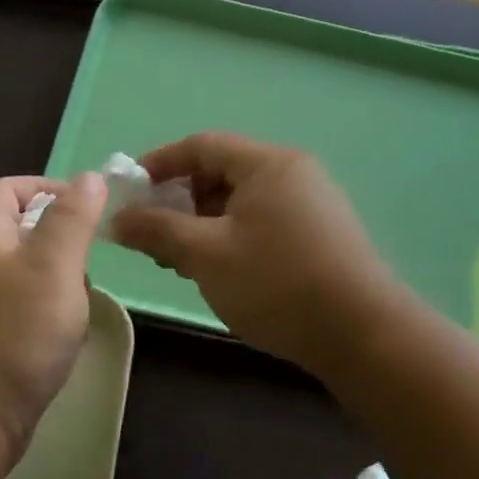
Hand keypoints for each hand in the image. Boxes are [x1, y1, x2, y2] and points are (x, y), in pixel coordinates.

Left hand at [0, 172, 107, 465]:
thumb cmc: (16, 334)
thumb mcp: (54, 266)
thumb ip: (73, 219)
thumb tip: (90, 177)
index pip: (5, 189)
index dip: (44, 187)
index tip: (85, 205)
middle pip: (14, 231)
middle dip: (57, 236)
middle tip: (88, 257)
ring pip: (23, 273)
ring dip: (57, 277)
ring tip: (81, 298)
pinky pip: (22, 310)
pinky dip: (48, 311)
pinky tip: (66, 332)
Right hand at [111, 133, 405, 379]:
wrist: (361, 333)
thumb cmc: (276, 283)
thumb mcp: (206, 255)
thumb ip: (157, 231)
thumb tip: (117, 219)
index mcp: (267, 164)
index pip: (202, 145)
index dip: (159, 164)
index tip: (130, 193)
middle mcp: (293, 174)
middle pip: (222, 173)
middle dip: (181, 202)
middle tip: (156, 239)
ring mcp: (312, 205)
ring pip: (242, 203)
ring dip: (204, 225)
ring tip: (184, 264)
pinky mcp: (321, 236)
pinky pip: (264, 224)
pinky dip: (233, 239)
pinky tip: (223, 274)